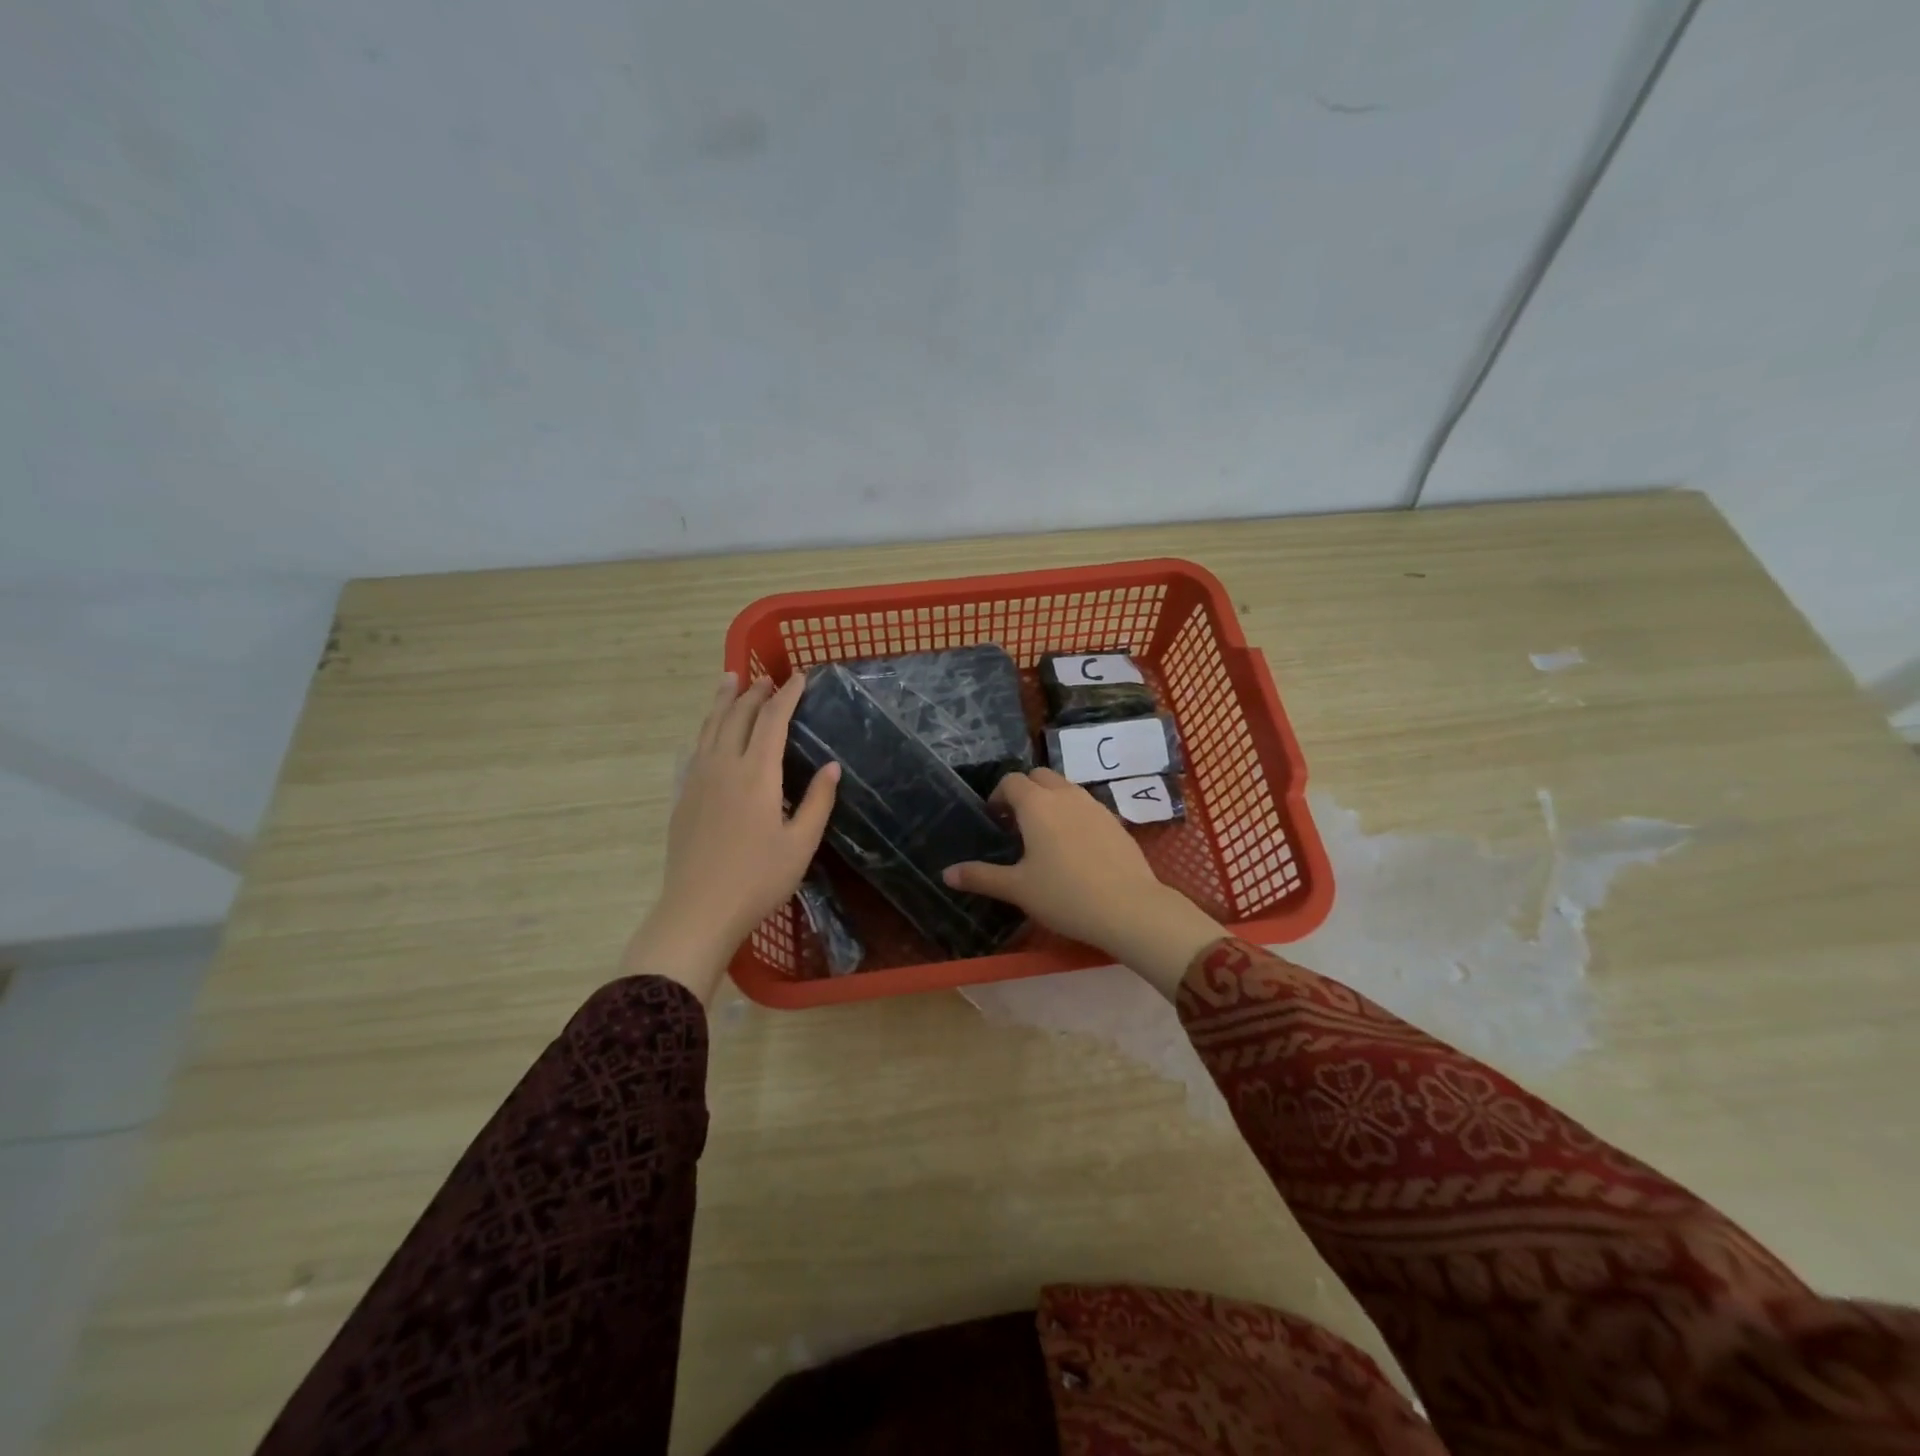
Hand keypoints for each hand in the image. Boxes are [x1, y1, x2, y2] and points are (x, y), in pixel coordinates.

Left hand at [624, 672, 839, 1001]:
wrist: (698, 910)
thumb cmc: (758, 879)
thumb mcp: (801, 844)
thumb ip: (818, 801)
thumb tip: (832, 766)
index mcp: (757, 774)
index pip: (773, 719)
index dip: (787, 695)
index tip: (800, 677)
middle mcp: (724, 766)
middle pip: (738, 715)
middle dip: (755, 692)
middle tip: (768, 677)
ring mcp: (699, 780)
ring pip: (711, 727)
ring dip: (723, 701)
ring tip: (730, 680)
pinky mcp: (684, 796)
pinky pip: (697, 748)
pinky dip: (707, 728)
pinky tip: (709, 731)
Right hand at [942, 768, 1223, 1000]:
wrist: (1129, 908)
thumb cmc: (1064, 895)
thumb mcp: (1017, 888)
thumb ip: (981, 876)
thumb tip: (946, 873)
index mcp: (1036, 804)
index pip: (1012, 781)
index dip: (998, 796)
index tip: (995, 819)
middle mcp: (1065, 794)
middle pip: (1040, 776)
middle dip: (1025, 791)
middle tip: (1017, 824)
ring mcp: (1094, 805)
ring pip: (1066, 788)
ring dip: (1051, 800)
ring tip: (1045, 835)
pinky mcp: (1115, 821)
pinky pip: (1087, 805)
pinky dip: (1074, 814)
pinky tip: (1075, 848)